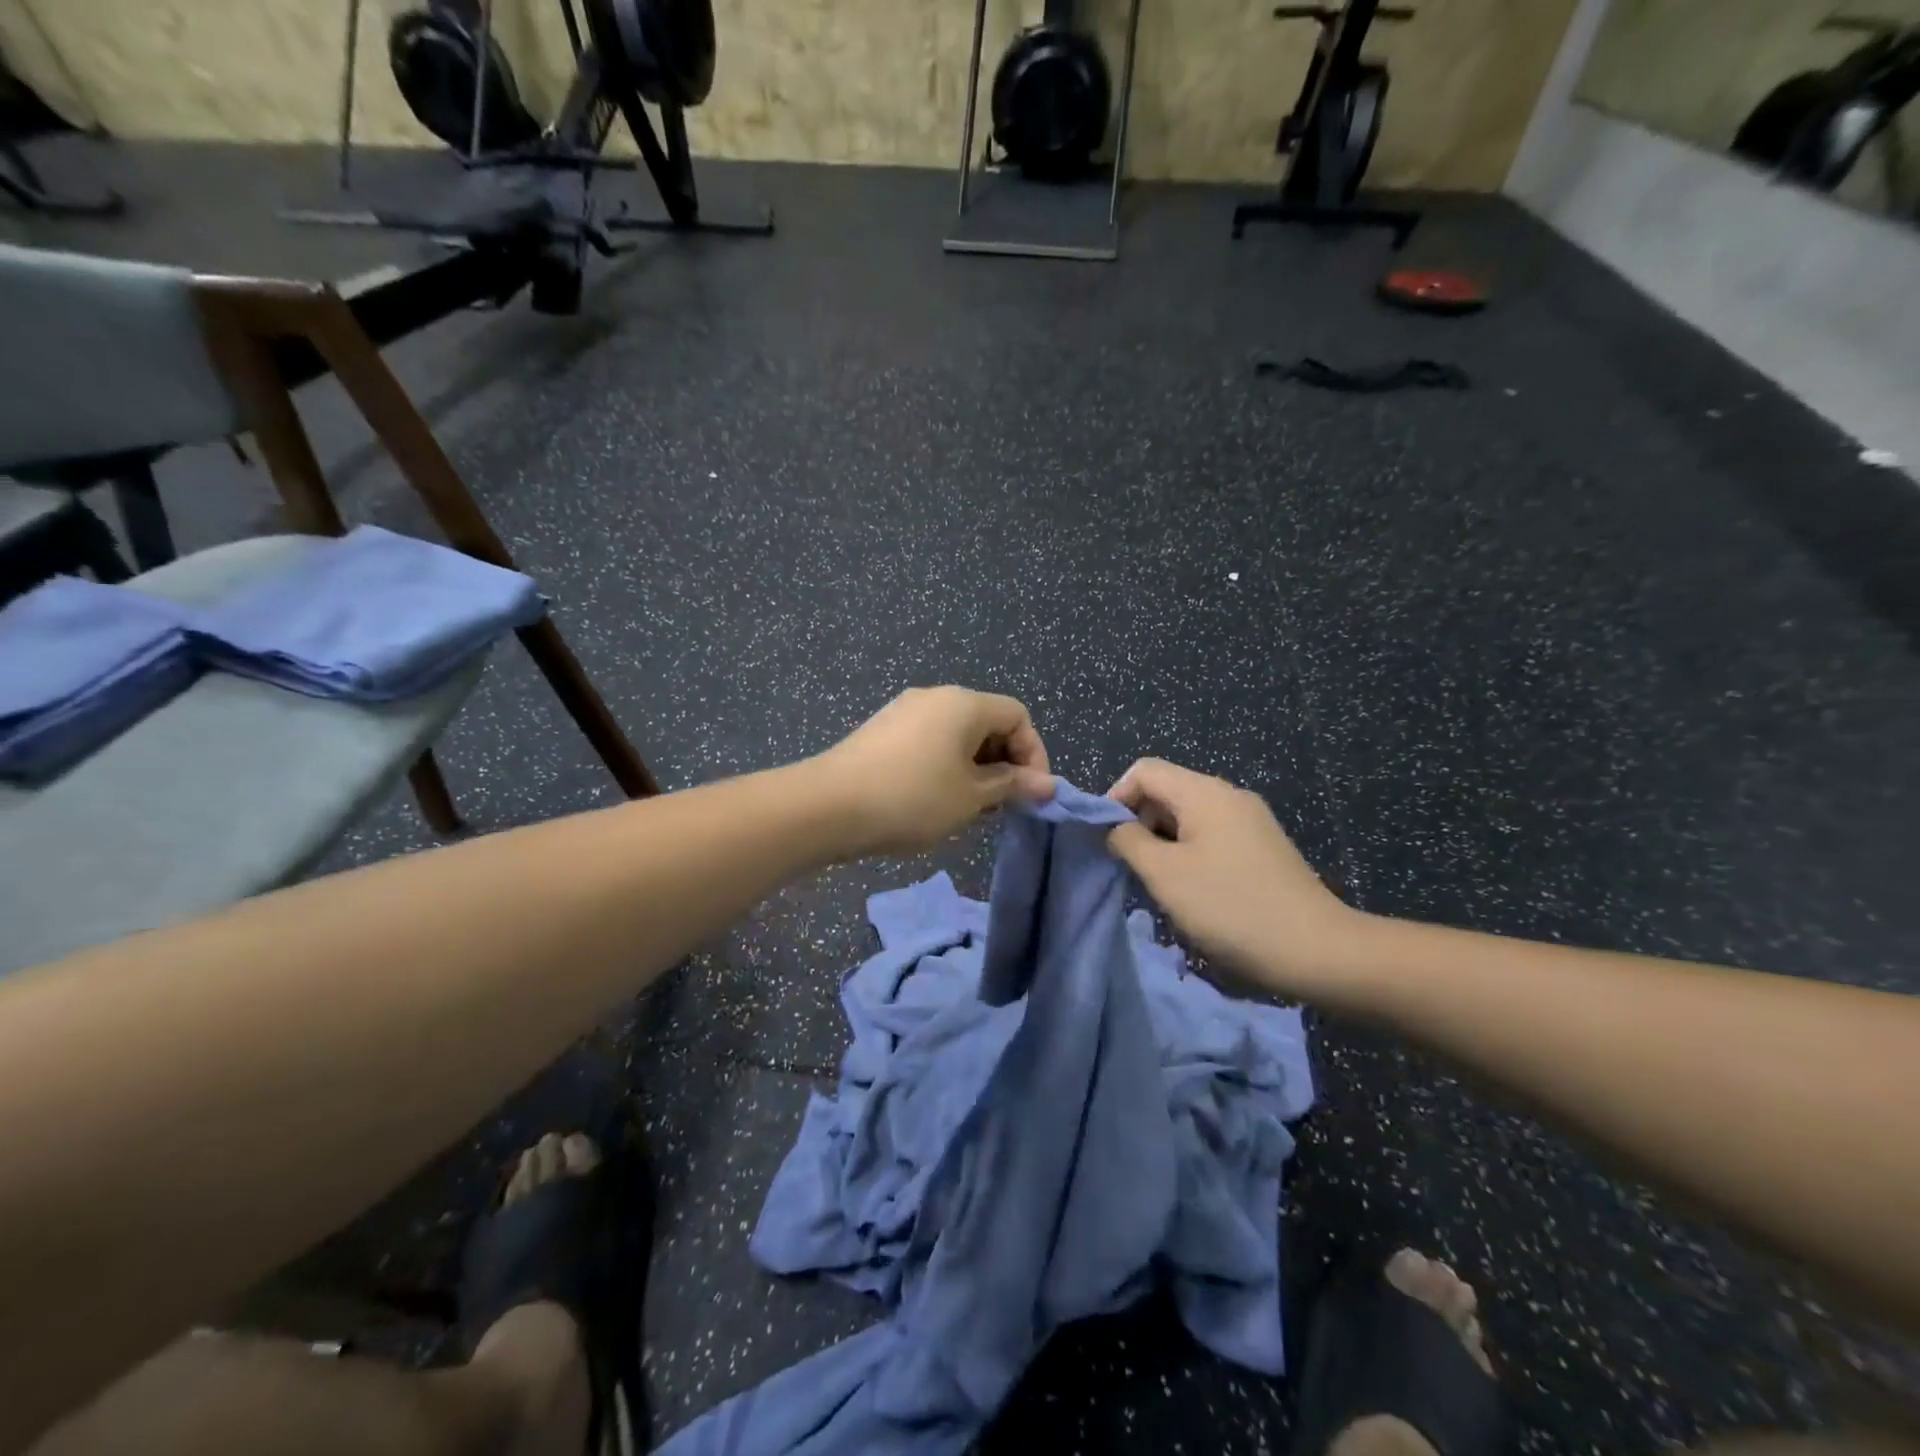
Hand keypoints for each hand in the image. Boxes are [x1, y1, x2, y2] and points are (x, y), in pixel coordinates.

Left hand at [814, 687, 1053, 857]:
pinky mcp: (883, 730)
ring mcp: (905, 711)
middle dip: (1004, 763)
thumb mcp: (971, 797)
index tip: (1032, 794)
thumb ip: (1012, 785)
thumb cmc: (912, 798)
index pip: (1017, 716)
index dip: (1034, 754)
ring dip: (976, 768)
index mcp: (964, 703)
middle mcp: (936, 696)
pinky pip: (930, 741)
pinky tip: (937, 800)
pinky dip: (946, 765)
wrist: (828, 806)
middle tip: (1003, 805)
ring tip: (972, 809)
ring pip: (958, 735)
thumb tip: (1047, 784)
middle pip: (987, 722)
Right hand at [1107, 758, 1359, 995]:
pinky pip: (1211, 837)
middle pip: (1166, 792)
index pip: (1144, 771)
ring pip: (1187, 818)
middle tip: (1132, 868)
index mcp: (1204, 792)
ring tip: (1159, 886)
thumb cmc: (1230, 906)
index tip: (1107, 839)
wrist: (1316, 950)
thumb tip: (1115, 826)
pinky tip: (1191, 892)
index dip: (1116, 797)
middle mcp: (1228, 796)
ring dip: (1162, 844)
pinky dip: (1189, 855)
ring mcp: (1250, 822)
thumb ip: (1128, 841)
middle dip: (1139, 823)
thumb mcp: (1164, 874)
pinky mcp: (1262, 847)